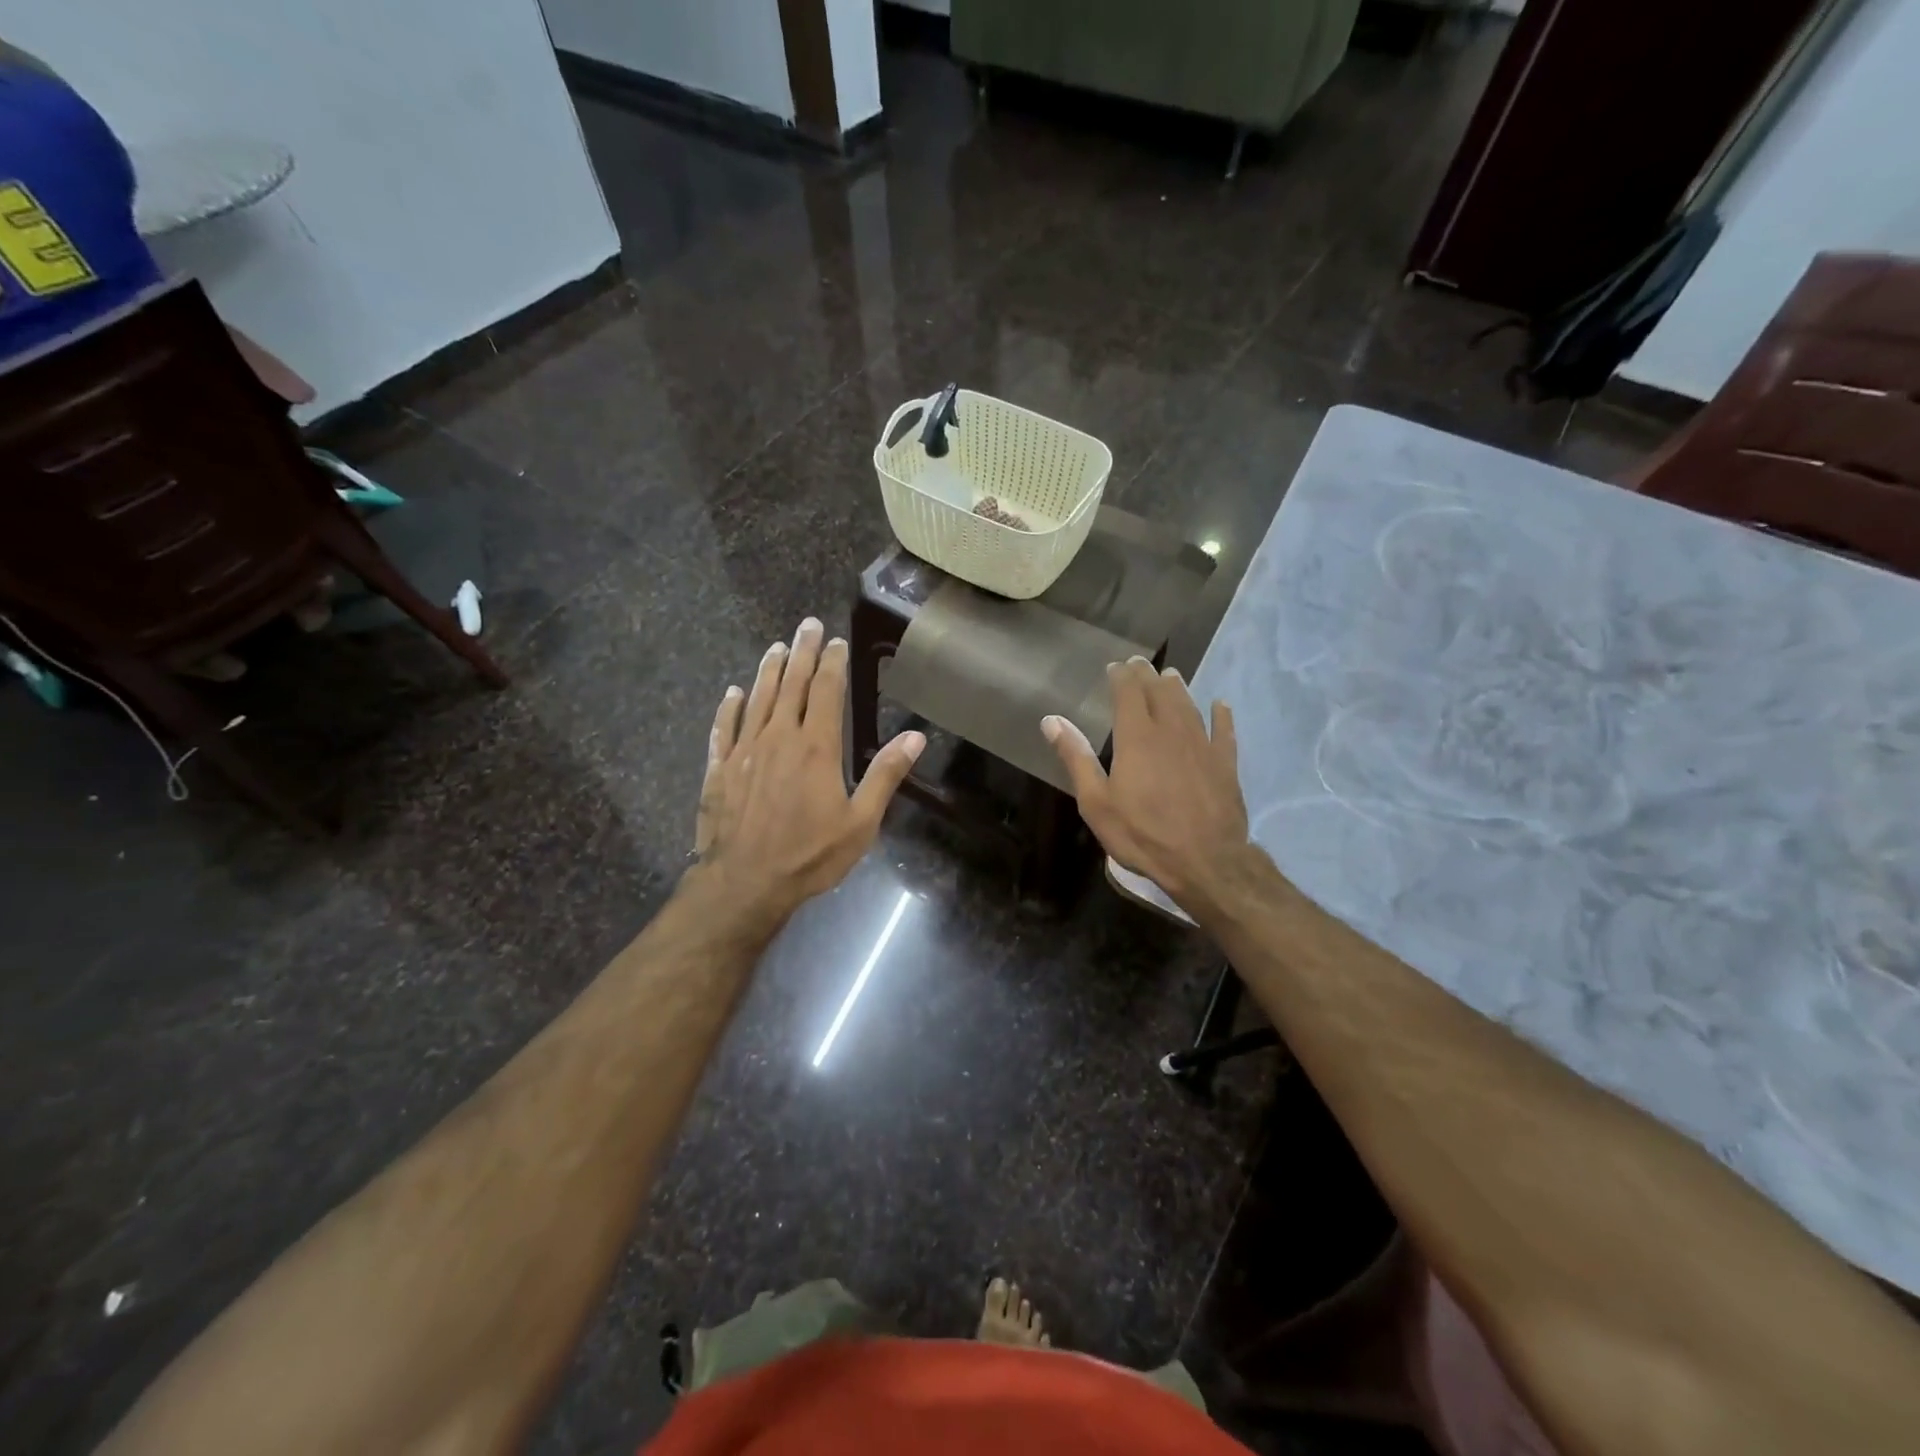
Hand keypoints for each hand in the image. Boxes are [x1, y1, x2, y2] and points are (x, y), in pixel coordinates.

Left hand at [694, 618, 923, 925]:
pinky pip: (724, 727)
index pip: (827, 692)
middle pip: (792, 684)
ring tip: (775, 648)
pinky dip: (729, 707)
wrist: (745, 882)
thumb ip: (885, 775)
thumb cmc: (809, 854)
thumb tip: (915, 736)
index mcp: (817, 747)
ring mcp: (745, 750)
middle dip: (802, 652)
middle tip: (807, 625)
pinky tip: (732, 693)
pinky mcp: (719, 768)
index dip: (833, 663)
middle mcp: (779, 737)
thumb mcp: (860, 822)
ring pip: (758, 699)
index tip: (837, 641)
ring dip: (768, 671)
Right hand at [1043, 657, 1257, 917]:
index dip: (1122, 677)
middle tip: (1141, 664)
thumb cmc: (1142, 834)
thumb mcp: (1096, 801)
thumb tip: (1051, 720)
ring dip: (1178, 689)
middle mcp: (1171, 731)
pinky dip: (1221, 715)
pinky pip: (1224, 731)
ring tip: (1171, 676)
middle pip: (1160, 693)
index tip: (1116, 666)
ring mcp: (1202, 746)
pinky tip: (1220, 705)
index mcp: (1137, 738)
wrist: (1205, 861)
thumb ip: (1076, 757)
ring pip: (1189, 706)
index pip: (1128, 693)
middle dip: (1148, 676)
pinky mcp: (1225, 764)